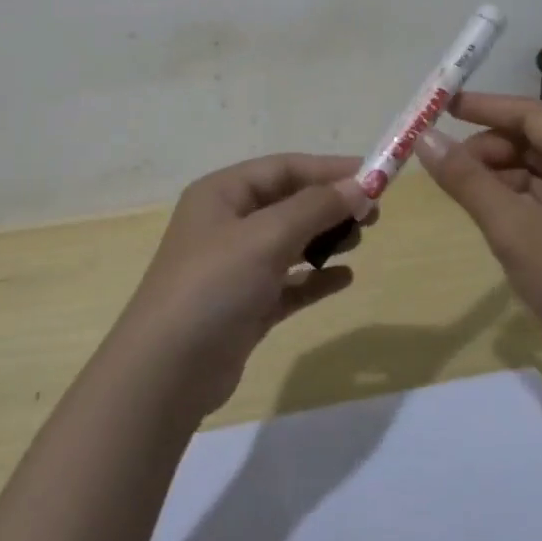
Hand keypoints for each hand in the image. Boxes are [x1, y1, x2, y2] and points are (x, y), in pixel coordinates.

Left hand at [112, 154, 373, 419]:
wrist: (166, 372)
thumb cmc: (213, 286)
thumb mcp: (265, 237)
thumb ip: (315, 208)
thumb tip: (362, 185)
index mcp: (222, 194)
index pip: (283, 168)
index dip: (328, 169)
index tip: (374, 176)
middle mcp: (227, 223)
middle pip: (288, 202)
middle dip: (330, 204)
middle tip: (373, 215)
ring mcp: (235, 267)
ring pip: (290, 241)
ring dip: (325, 238)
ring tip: (359, 240)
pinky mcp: (245, 305)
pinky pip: (288, 282)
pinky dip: (315, 278)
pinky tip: (344, 279)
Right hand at [415, 92, 541, 367]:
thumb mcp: (511, 227)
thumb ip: (466, 179)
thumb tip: (424, 138)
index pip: (529, 113)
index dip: (484, 106)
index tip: (441, 107)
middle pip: (530, 138)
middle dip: (486, 146)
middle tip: (445, 164)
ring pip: (532, 167)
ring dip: (495, 173)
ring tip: (458, 190)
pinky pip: (539, 194)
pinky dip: (509, 197)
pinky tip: (485, 212)